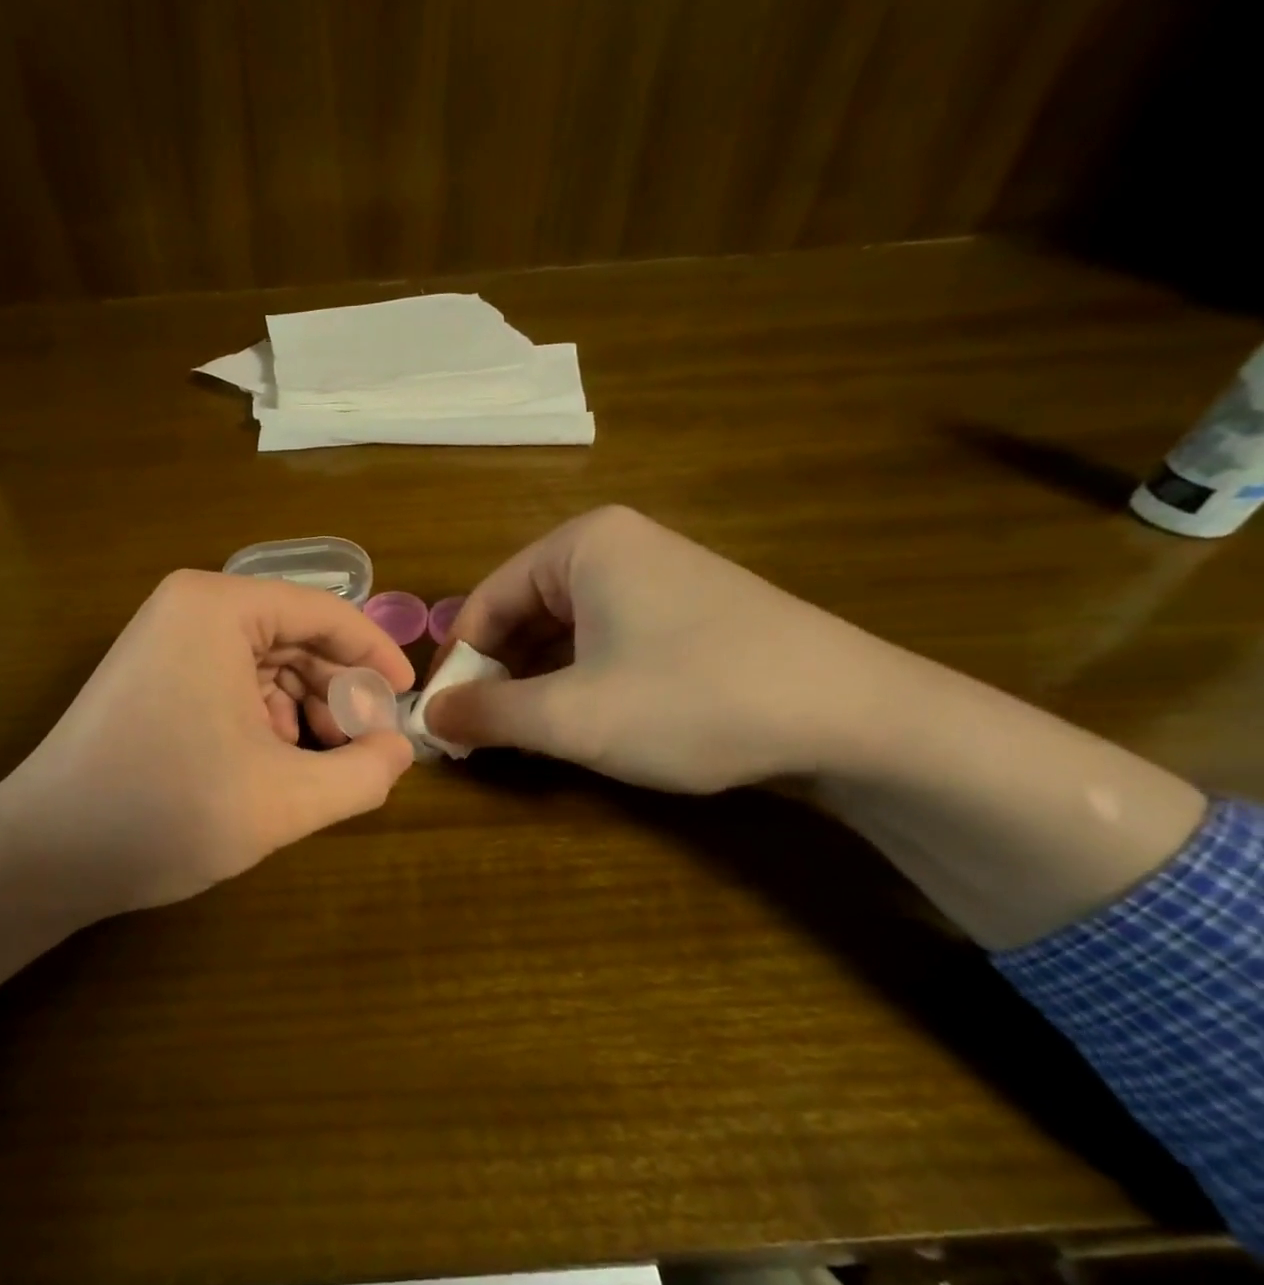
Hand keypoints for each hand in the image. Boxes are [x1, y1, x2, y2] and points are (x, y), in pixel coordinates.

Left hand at [0, 571, 415, 1004]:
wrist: (45, 854)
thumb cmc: (168, 812)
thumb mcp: (286, 798)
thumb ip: (364, 773)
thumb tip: (400, 750)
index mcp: (219, 608)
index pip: (325, 613)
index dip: (376, 655)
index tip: (407, 700)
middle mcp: (189, 609)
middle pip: (295, 638)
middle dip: (338, 692)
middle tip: (367, 748)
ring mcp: (163, 642)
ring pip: (265, 664)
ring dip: (305, 710)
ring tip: (325, 764)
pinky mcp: (151, 677)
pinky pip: (231, 683)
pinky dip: (265, 718)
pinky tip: (275, 765)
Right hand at [423, 506, 892, 791]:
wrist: (857, 718)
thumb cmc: (694, 700)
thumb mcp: (573, 716)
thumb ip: (487, 713)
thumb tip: (427, 717)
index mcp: (580, 546)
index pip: (483, 602)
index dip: (455, 665)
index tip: (441, 722)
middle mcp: (614, 547)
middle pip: (521, 614)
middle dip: (495, 677)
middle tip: (477, 737)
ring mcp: (656, 578)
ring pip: (562, 633)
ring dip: (533, 685)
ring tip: (520, 738)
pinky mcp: (685, 614)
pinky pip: (603, 643)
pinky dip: (576, 683)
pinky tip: (577, 724)